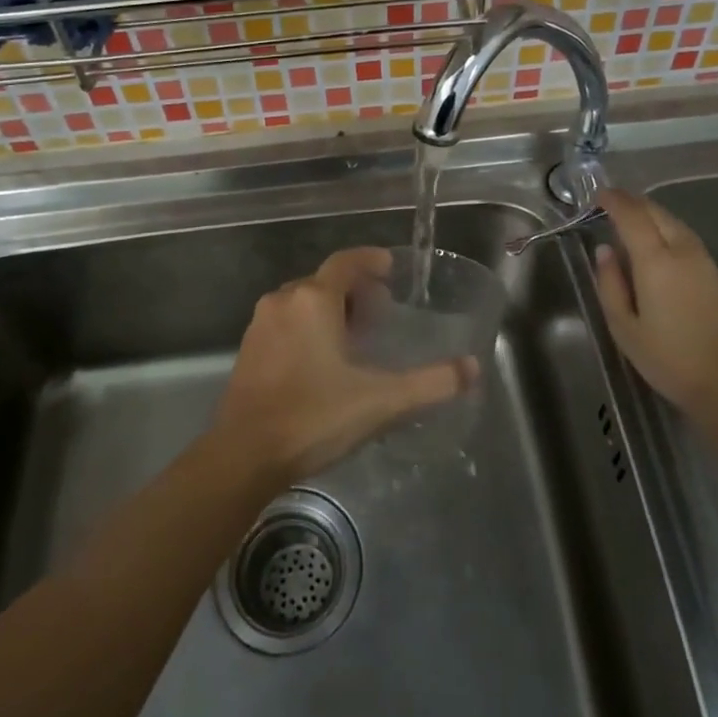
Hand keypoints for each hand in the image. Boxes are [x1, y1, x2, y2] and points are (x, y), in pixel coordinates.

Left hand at [214, 247, 478, 480]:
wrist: (245, 456)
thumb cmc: (315, 417)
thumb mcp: (381, 401)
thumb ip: (431, 383)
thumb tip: (473, 368)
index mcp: (314, 299)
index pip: (346, 262)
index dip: (370, 260)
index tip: (390, 268)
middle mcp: (283, 301)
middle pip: (324, 281)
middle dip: (353, 291)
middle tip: (379, 314)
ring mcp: (260, 325)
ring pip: (301, 302)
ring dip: (328, 309)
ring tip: (353, 338)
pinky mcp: (247, 349)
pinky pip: (284, 323)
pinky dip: (306, 327)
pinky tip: (320, 361)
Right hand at [593, 189, 717, 418]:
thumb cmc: (668, 359)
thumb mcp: (624, 326)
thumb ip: (610, 284)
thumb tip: (605, 251)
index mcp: (657, 260)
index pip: (633, 216)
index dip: (614, 200)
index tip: (597, 194)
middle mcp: (683, 251)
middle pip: (657, 213)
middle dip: (633, 203)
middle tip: (611, 203)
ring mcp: (706, 262)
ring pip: (675, 223)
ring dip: (652, 215)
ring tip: (631, 221)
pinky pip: (687, 239)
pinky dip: (667, 230)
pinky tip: (657, 245)